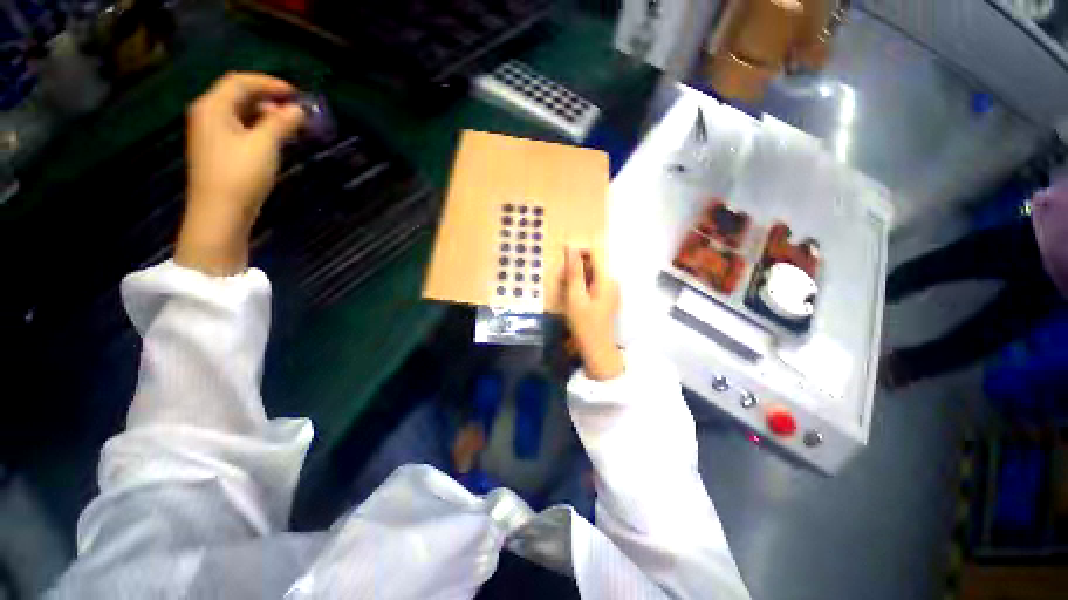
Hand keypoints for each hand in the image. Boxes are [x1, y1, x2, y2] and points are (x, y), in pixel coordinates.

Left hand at [176, 72, 305, 274]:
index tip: (296, 93)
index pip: (240, 82)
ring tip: (290, 125)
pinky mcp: (219, 151)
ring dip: (265, 115)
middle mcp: (208, 115)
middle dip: (268, 98)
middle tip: (295, 110)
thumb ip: (281, 122)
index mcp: (213, 107)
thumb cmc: (240, 175)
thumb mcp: (264, 145)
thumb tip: (298, 110)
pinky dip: (259, 128)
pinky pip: (240, 129)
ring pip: (240, 113)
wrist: (220, 213)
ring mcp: (211, 134)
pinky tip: (275, 139)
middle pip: (238, 95)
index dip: (268, 83)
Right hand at [564, 247, 623, 380]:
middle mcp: (612, 280)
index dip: (578, 250)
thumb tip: (571, 248)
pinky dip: (583, 283)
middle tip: (562, 280)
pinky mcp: (608, 296)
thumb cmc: (584, 324)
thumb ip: (574, 272)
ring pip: (592, 272)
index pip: (595, 252)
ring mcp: (612, 288)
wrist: (597, 348)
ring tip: (566, 288)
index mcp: (606, 279)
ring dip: (578, 275)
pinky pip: (594, 282)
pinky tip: (574, 295)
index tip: (563, 258)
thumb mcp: (575, 297)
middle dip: (576, 265)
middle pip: (594, 262)